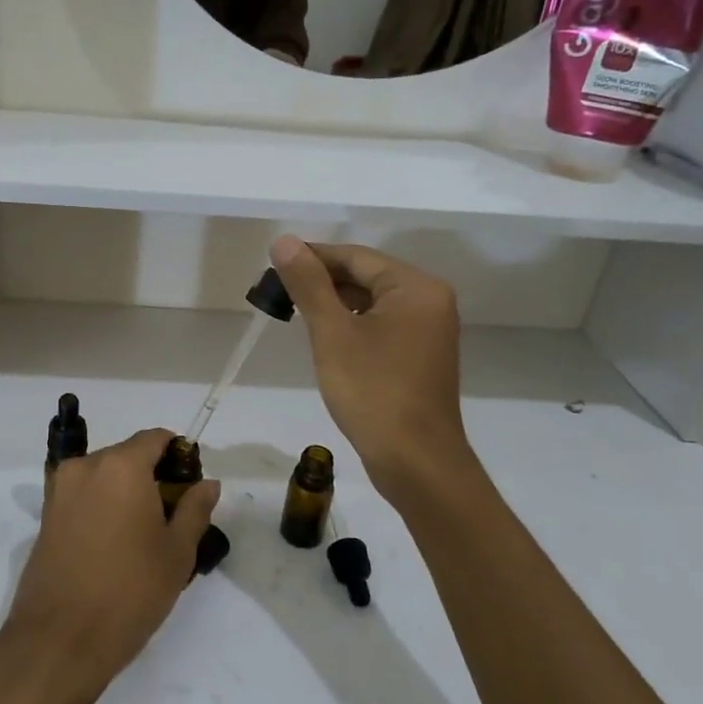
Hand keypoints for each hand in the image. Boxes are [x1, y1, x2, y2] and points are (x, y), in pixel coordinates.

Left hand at [2, 429, 220, 699]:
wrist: (59, 640)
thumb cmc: (129, 591)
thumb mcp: (177, 553)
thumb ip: (195, 509)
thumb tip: (207, 483)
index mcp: (121, 466)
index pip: (155, 438)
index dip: (179, 455)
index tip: (191, 486)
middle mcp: (86, 467)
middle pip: (127, 455)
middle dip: (152, 475)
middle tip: (172, 516)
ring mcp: (60, 491)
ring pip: (104, 476)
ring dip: (125, 492)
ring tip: (143, 535)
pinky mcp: (45, 516)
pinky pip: (83, 496)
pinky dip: (102, 507)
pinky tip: (115, 545)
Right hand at [269, 235, 477, 500]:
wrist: (415, 461)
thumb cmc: (373, 392)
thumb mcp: (333, 334)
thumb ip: (308, 284)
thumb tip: (284, 241)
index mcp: (415, 287)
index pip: (356, 256)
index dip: (312, 257)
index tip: (273, 267)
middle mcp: (429, 301)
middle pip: (367, 276)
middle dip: (322, 281)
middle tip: (277, 293)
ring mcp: (429, 330)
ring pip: (373, 302)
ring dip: (335, 304)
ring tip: (294, 313)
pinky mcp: (421, 356)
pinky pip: (382, 325)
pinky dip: (353, 325)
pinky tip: (326, 338)